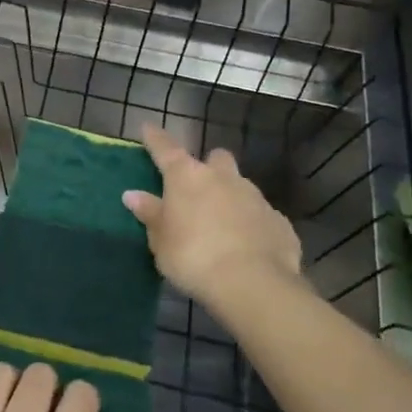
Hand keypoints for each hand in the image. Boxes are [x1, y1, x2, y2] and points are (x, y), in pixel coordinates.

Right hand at [122, 124, 306, 312]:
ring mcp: (255, 197)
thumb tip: (133, 195)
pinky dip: (251, 225)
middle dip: (209, 168)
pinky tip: (246, 247)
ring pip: (241, 186)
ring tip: (221, 226)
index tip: (148, 128)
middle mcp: (223, 178)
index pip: (165, 149)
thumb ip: (150, 214)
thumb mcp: (160, 240)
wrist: (252, 283)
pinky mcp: (279, 221)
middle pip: (216, 159)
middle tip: (198, 190)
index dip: (155, 139)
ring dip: (230, 198)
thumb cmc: (192, 256)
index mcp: (187, 177)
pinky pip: (260, 216)